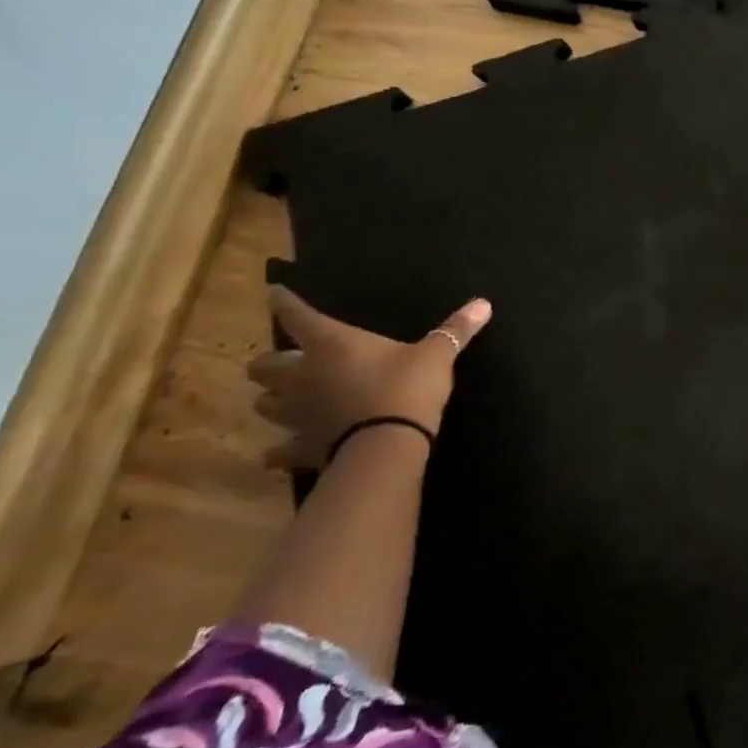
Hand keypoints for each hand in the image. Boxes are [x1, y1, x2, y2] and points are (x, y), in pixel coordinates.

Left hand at [248, 287, 492, 467]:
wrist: (387, 446)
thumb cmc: (406, 388)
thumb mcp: (436, 355)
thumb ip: (455, 330)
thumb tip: (483, 303)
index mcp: (330, 344)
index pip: (297, 316)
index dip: (285, 303)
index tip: (275, 293)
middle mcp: (303, 376)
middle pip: (263, 365)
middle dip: (269, 362)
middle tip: (285, 360)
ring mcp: (297, 414)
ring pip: (264, 404)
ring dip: (272, 399)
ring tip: (283, 398)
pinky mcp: (302, 447)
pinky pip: (280, 451)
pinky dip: (277, 451)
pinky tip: (275, 454)